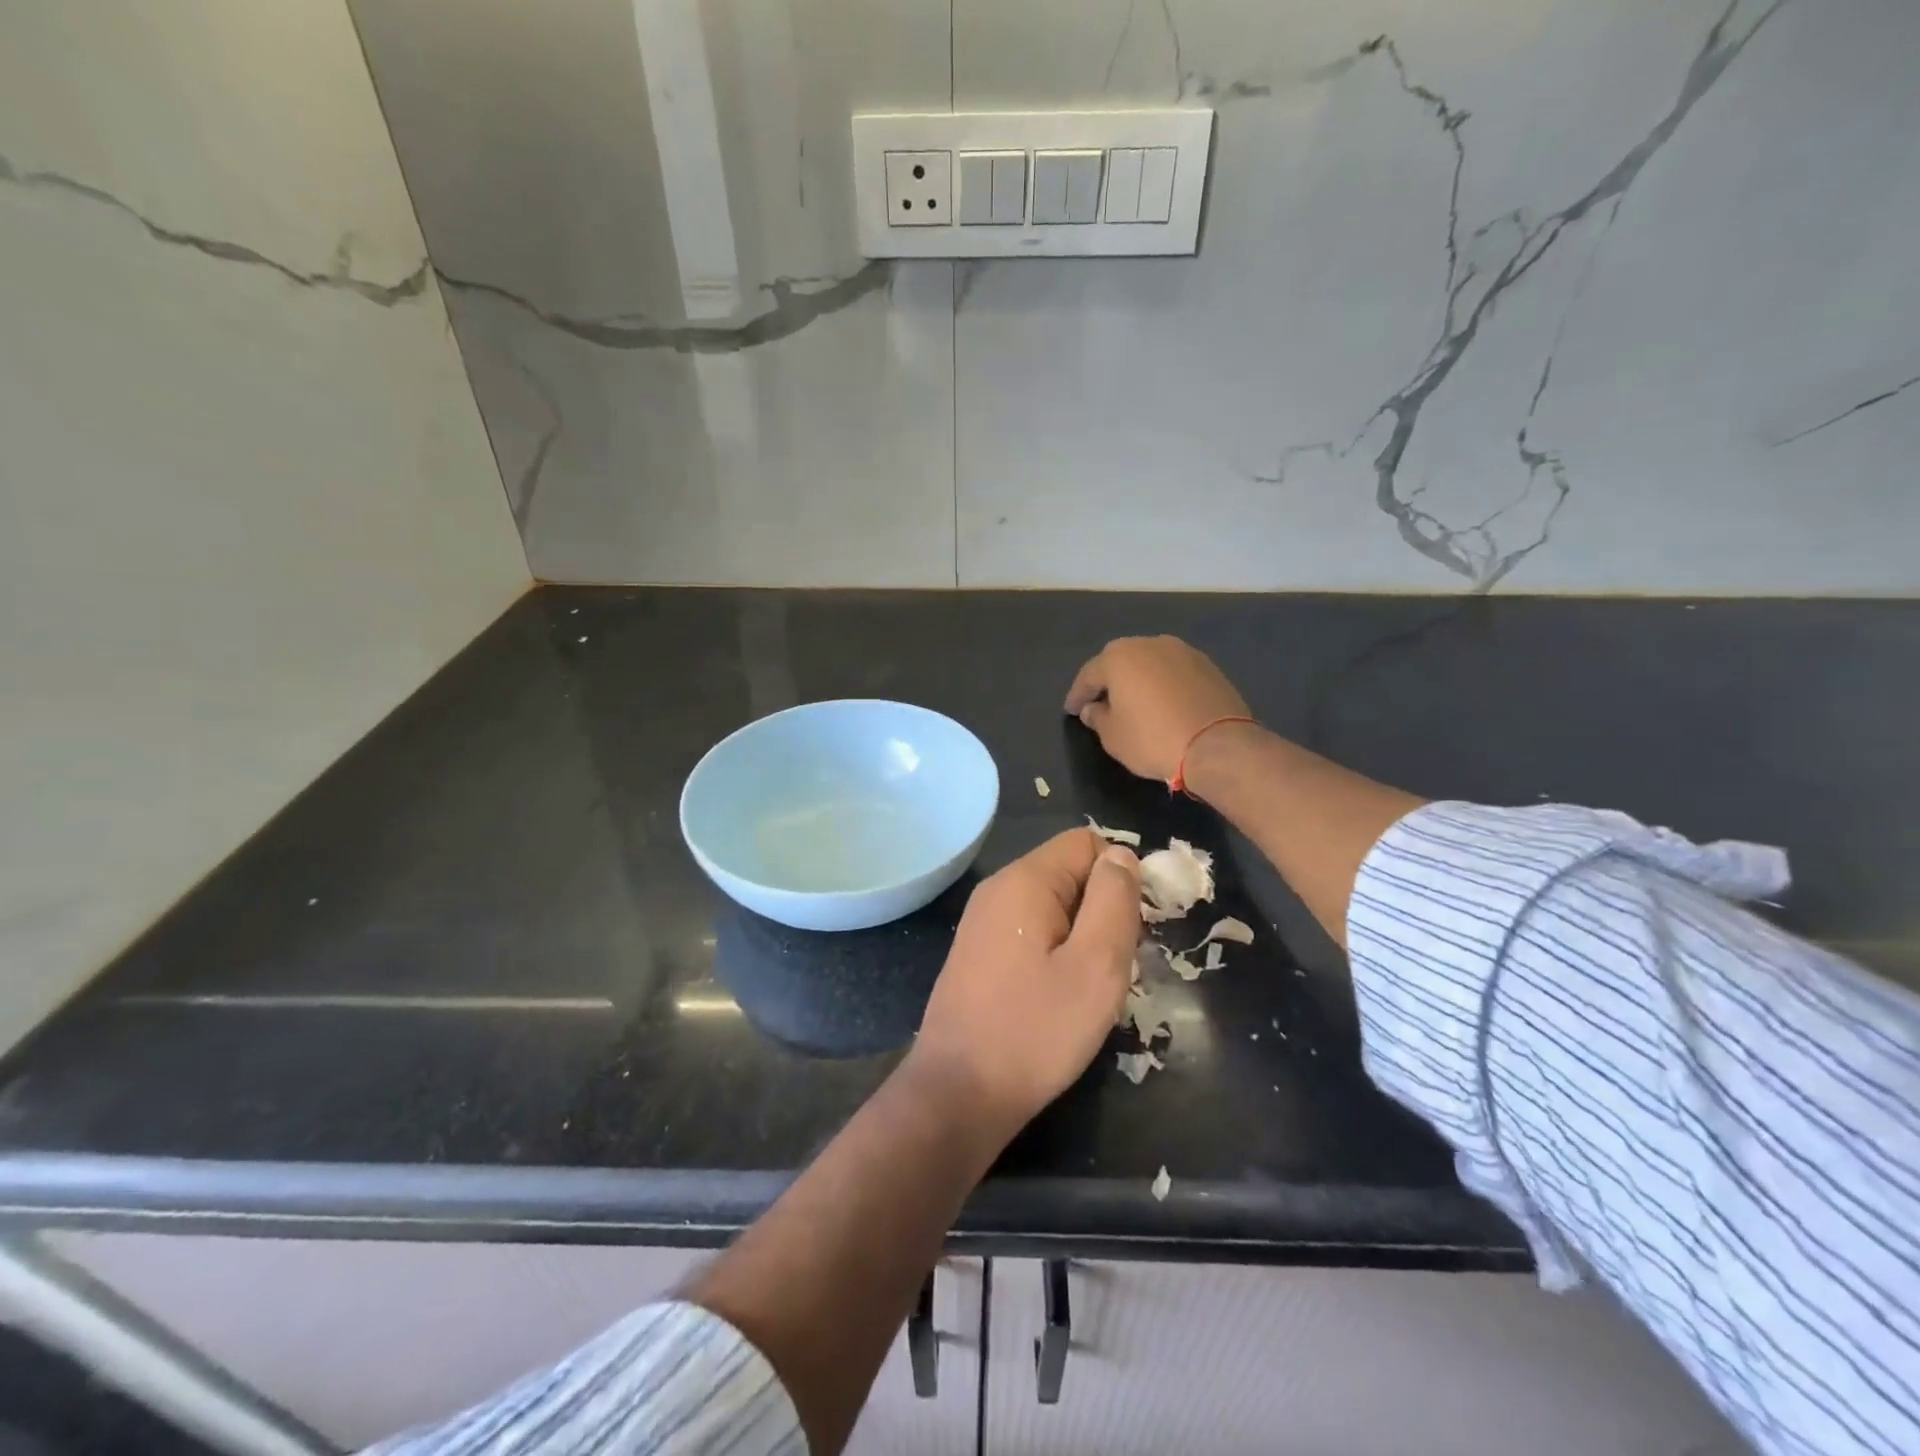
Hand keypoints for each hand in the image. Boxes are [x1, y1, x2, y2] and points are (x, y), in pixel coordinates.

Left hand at [911, 829, 1141, 1140]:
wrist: (958, 1094)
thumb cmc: (1035, 1031)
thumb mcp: (1096, 966)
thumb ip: (1114, 901)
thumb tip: (1121, 855)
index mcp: (1025, 880)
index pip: (1087, 842)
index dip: (1122, 874)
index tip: (1136, 926)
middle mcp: (998, 889)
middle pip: (1069, 872)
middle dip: (1103, 908)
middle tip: (1117, 965)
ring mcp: (983, 921)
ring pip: (1053, 905)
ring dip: (1082, 935)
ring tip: (1091, 986)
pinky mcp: (978, 952)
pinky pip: (1031, 931)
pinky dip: (1056, 952)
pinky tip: (1060, 996)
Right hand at [1064, 635, 1252, 782]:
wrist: (1218, 745)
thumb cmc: (1153, 739)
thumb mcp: (1113, 736)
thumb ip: (1097, 717)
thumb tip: (1093, 709)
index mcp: (1119, 657)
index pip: (1089, 675)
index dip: (1077, 695)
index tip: (1072, 711)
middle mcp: (1150, 644)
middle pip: (1120, 661)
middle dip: (1108, 681)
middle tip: (1099, 703)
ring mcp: (1183, 652)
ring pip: (1149, 663)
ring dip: (1138, 680)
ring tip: (1133, 702)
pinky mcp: (1208, 666)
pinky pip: (1173, 673)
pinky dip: (1163, 685)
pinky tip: (1162, 704)